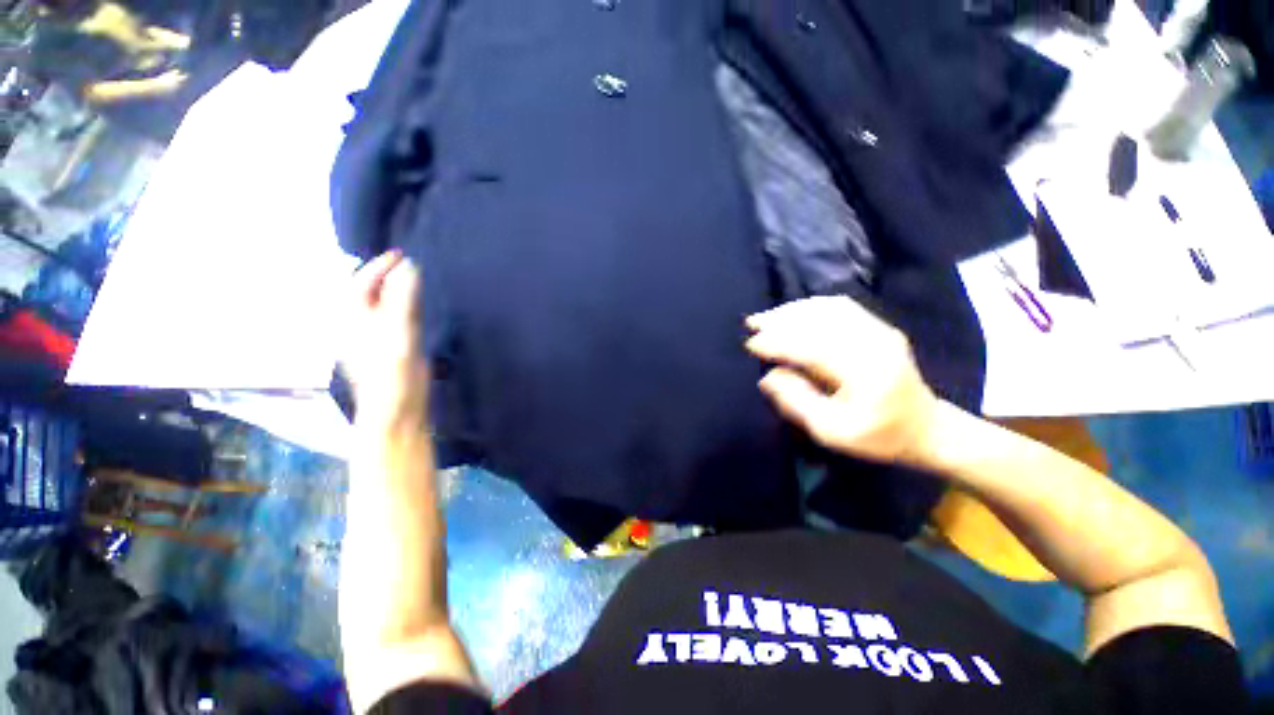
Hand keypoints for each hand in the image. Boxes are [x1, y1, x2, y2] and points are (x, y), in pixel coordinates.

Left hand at [342, 251, 429, 432]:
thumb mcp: (397, 329)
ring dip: (397, 289)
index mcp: (353, 318)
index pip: (361, 283)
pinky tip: (417, 304)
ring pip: (383, 304)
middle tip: (408, 264)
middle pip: (369, 291)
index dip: (379, 266)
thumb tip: (409, 266)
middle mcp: (360, 324)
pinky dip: (405, 305)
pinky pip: (396, 317)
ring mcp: (376, 336)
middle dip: (386, 275)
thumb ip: (403, 297)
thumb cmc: (391, 369)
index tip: (401, 254)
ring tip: (414, 278)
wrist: (397, 406)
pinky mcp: (392, 346)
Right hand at [745, 296, 938, 467]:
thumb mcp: (832, 431)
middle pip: (819, 321)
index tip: (750, 344)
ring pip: (827, 309)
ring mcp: (879, 330)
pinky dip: (811, 306)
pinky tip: (793, 311)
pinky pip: (840, 307)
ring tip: (766, 316)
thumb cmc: (877, 436)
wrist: (926, 427)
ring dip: (792, 311)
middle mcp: (874, 342)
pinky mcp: (879, 326)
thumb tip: (769, 375)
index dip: (777, 343)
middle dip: (780, 320)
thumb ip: (798, 402)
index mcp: (865, 372)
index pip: (811, 347)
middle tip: (751, 323)